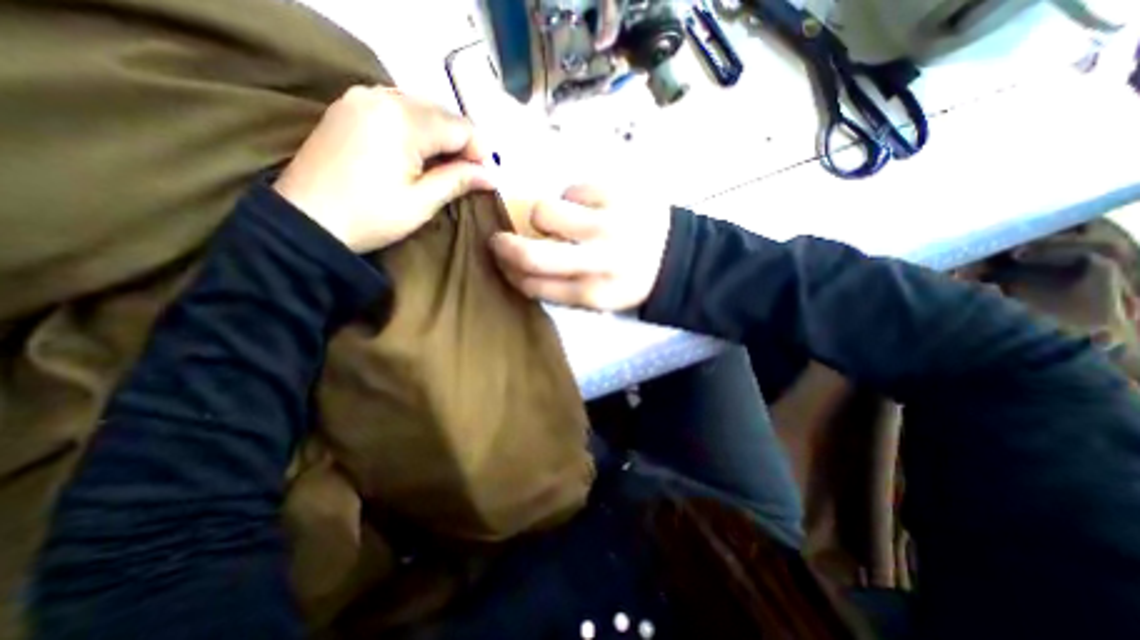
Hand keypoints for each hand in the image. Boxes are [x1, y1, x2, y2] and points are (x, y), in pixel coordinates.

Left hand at [275, 86, 494, 248]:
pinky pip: (396, 107)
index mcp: (402, 121)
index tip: (486, 177)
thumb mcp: (422, 202)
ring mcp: (360, 98)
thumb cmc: (370, 216)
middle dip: (461, 142)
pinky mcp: (348, 107)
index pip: (459, 126)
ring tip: (446, 164)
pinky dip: (416, 127)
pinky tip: (419, 151)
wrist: (305, 221)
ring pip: (420, 107)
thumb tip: (492, 176)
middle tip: (469, 173)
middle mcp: (382, 96)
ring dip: (440, 134)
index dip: (479, 151)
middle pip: (440, 112)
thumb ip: (458, 181)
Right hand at [488, 181, 669, 310]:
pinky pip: (572, 189)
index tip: (503, 265)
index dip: (510, 274)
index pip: (534, 286)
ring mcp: (608, 224)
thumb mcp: (599, 298)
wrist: (677, 257)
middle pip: (532, 254)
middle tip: (500, 239)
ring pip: (544, 212)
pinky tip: (592, 208)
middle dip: (505, 246)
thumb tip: (519, 265)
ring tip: (563, 221)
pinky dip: (574, 198)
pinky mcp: (617, 194)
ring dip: (543, 217)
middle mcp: (599, 262)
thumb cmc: (632, 279)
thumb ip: (561, 286)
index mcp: (593, 293)